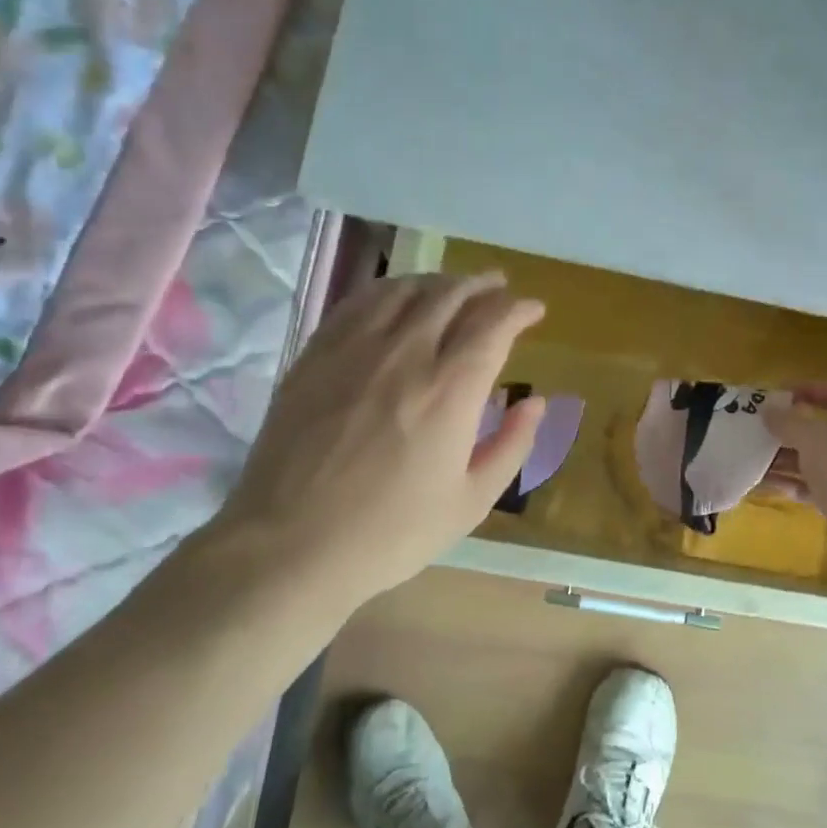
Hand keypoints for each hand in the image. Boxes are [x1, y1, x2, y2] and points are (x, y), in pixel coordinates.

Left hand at [214, 272, 544, 610]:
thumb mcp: (470, 502)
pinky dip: (389, 290)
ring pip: (403, 290)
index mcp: (450, 390)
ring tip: (453, 288)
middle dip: (482, 285)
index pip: (493, 324)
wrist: (290, 545)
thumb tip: (536, 402)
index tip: (533, 309)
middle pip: (450, 295)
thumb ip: (512, 446)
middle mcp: (405, 354)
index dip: (519, 309)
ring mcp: (353, 349)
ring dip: (437, 282)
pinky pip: (358, 303)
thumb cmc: (391, 533)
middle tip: (499, 288)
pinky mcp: (315, 356)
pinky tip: (395, 298)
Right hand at [761, 382, 826, 527]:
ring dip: (789, 457)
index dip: (806, 390)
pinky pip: (820, 485)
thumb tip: (768, 410)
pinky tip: (765, 483)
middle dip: (792, 429)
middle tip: (761, 428)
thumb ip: (788, 421)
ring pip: (822, 459)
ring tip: (754, 456)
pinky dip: (796, 482)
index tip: (775, 394)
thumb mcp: (814, 438)